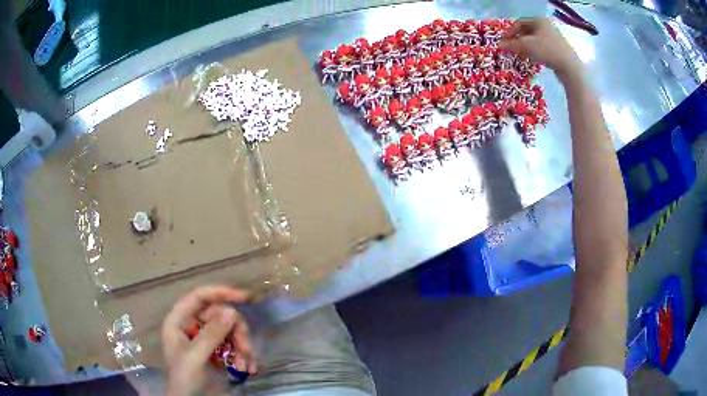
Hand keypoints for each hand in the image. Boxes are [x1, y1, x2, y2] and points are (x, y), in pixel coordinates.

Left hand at [161, 286, 256, 395]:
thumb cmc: (184, 380)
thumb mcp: (195, 357)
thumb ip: (211, 335)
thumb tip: (231, 312)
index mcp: (179, 322)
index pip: (199, 297)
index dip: (220, 293)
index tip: (245, 298)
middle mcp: (192, 327)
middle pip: (220, 316)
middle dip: (236, 333)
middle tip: (246, 350)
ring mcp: (205, 341)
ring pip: (230, 332)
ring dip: (242, 348)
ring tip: (246, 366)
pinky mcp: (216, 354)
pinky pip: (234, 347)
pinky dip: (243, 357)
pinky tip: (248, 369)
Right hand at [499, 18, 581, 80]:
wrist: (570, 67)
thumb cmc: (547, 51)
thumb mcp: (526, 46)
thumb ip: (511, 44)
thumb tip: (499, 45)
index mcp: (539, 20)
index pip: (519, 23)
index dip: (510, 32)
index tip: (504, 42)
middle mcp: (546, 26)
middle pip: (526, 31)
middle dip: (517, 40)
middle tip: (511, 49)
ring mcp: (553, 37)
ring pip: (534, 40)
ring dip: (524, 47)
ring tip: (520, 55)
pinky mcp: (557, 49)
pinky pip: (541, 47)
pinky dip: (534, 51)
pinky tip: (531, 59)